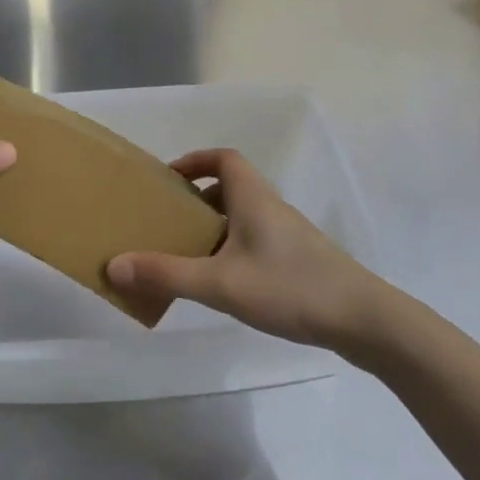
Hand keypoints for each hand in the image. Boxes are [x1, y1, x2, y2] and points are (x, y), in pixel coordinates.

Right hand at [106, 149, 380, 347]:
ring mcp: (288, 237)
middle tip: (167, 223)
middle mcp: (271, 209)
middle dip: (195, 201)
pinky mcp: (298, 262)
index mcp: (253, 198)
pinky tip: (222, 285)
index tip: (168, 180)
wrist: (364, 320)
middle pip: (229, 189)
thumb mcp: (220, 283)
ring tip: (185, 256)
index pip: (224, 159)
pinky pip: (254, 244)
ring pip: (242, 220)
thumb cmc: (290, 287)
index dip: (194, 161)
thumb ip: (166, 274)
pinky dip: (231, 253)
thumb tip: (114, 265)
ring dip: (213, 230)